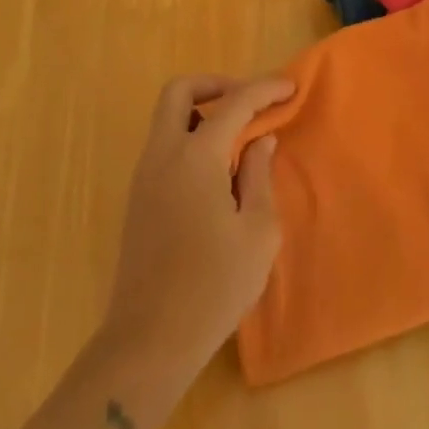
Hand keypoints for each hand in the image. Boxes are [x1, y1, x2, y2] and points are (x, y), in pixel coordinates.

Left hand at [102, 75, 294, 381]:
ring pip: (167, 117)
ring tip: (238, 137)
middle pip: (179, 91)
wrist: (147, 343)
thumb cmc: (213, 287)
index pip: (234, 103)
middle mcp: (163, 155)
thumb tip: (260, 142)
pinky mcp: (138, 200)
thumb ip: (259, 176)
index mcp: (195, 157)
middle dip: (216, 85)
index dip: (264, 90)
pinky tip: (217, 170)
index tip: (290, 88)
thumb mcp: (257, 232)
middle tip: (248, 101)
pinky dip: (190, 137)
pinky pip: (163, 146)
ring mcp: (144, 177)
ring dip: (201, 111)